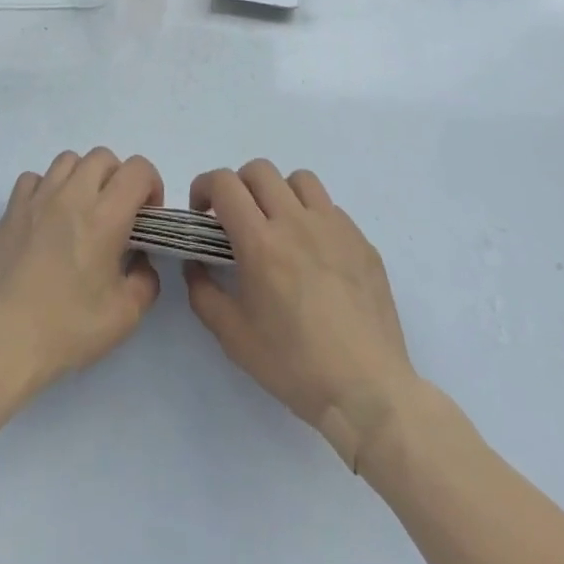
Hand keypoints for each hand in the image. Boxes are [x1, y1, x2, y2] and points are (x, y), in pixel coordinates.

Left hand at [0, 148, 163, 393]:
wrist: (6, 339)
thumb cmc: (69, 328)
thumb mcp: (125, 315)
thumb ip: (146, 279)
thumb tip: (140, 259)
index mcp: (105, 217)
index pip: (138, 170)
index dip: (151, 186)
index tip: (147, 216)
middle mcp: (72, 195)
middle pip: (103, 156)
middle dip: (118, 178)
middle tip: (117, 214)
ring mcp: (39, 198)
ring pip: (68, 160)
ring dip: (83, 177)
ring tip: (82, 211)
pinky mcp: (12, 208)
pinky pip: (35, 178)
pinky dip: (48, 188)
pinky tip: (49, 217)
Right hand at [184, 160, 418, 469]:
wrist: (368, 393)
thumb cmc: (294, 366)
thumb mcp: (233, 336)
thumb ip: (203, 292)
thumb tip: (196, 262)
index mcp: (260, 242)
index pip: (225, 183)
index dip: (205, 187)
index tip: (203, 212)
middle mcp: (296, 222)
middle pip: (260, 170)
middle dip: (239, 186)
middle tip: (237, 219)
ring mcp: (334, 228)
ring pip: (300, 180)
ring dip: (279, 193)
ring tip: (278, 226)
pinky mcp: (362, 242)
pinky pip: (331, 209)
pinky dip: (313, 218)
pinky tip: (314, 254)